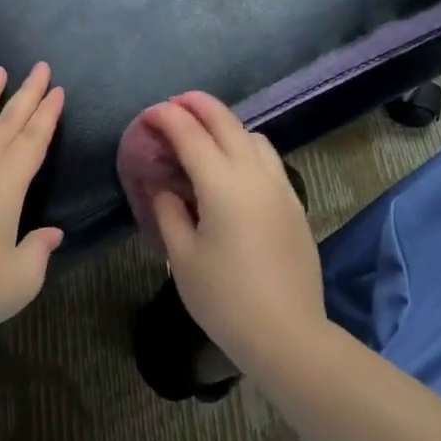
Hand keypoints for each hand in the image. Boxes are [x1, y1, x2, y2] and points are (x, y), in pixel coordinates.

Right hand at [145, 93, 325, 376]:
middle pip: (226, 121)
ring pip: (253, 136)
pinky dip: (245, 147)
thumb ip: (168, 210)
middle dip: (196, 105)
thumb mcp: (182, 256)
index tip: (146, 116)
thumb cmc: (224, 298)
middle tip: (172, 105)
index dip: (165, 118)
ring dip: (225, 125)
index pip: (190, 134)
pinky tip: (232, 169)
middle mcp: (255, 174)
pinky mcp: (294, 204)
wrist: (287, 335)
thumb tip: (162, 185)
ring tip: (203, 138)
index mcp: (223, 184)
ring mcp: (280, 187)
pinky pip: (268, 159)